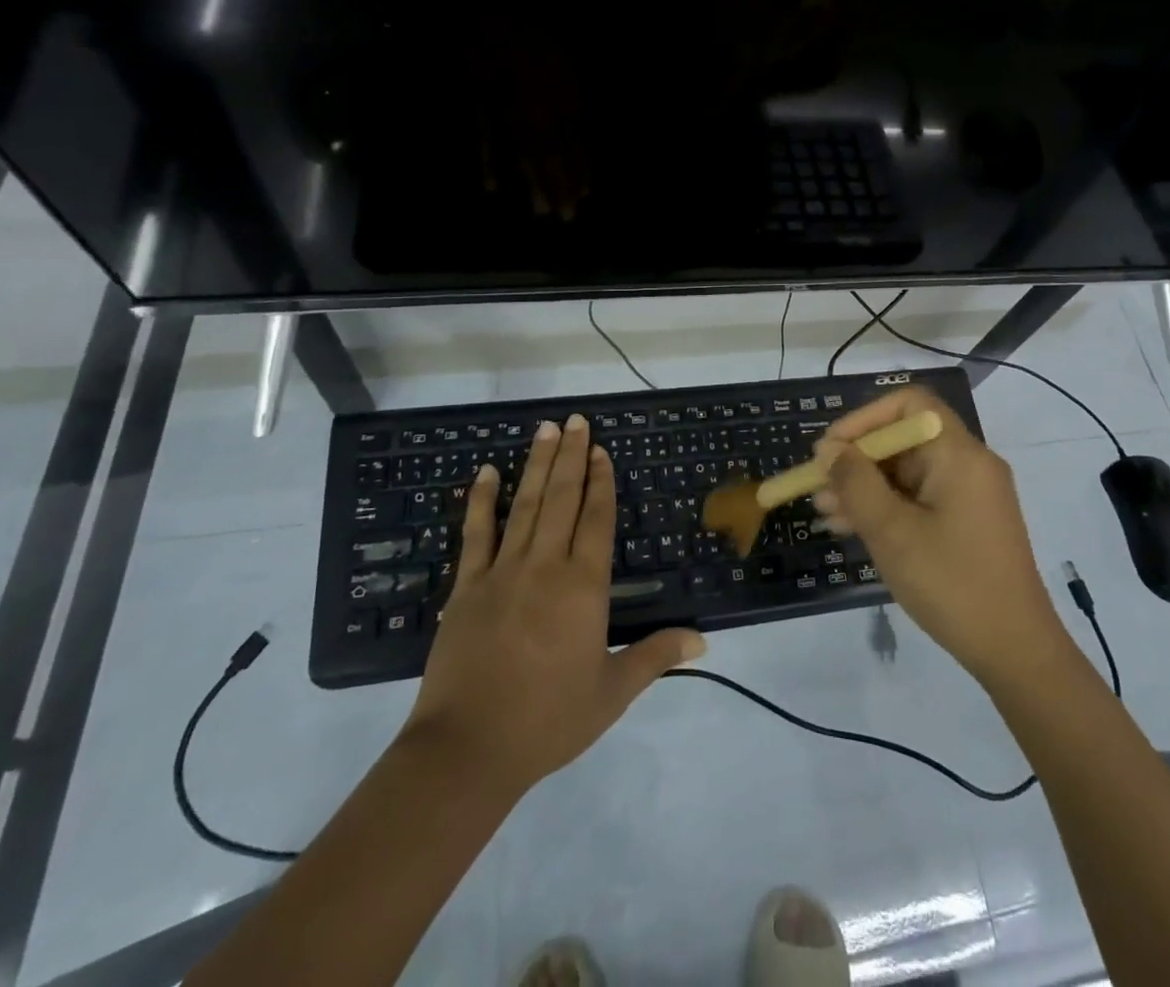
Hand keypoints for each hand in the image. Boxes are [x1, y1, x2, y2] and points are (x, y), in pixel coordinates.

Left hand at [407, 414, 705, 794]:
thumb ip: (656, 657)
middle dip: (572, 456)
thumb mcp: (612, 691)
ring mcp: (502, 571)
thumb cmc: (549, 720)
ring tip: (545, 430)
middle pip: (562, 498)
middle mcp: (545, 566)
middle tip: (576, 420)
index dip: (601, 481)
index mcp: (583, 586)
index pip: (596, 519)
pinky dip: (481, 500)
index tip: (601, 451)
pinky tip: (485, 472)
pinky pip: (476, 534)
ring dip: (537, 465)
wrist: (468, 749)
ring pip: (525, 505)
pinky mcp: (466, 587)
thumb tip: (703, 640)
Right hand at [813, 387, 1061, 681]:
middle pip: (904, 439)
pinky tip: (850, 527)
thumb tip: (829, 449)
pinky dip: (886, 506)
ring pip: (907, 472)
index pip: (910, 404)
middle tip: (817, 484)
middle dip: (857, 459)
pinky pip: (918, 498)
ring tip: (824, 511)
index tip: (832, 447)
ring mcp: (969, 494)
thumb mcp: (892, 531)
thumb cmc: (951, 583)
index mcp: (959, 454)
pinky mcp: (966, 522)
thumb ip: (855, 483)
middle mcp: (968, 464)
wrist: (1015, 652)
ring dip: (864, 486)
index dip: (865, 418)